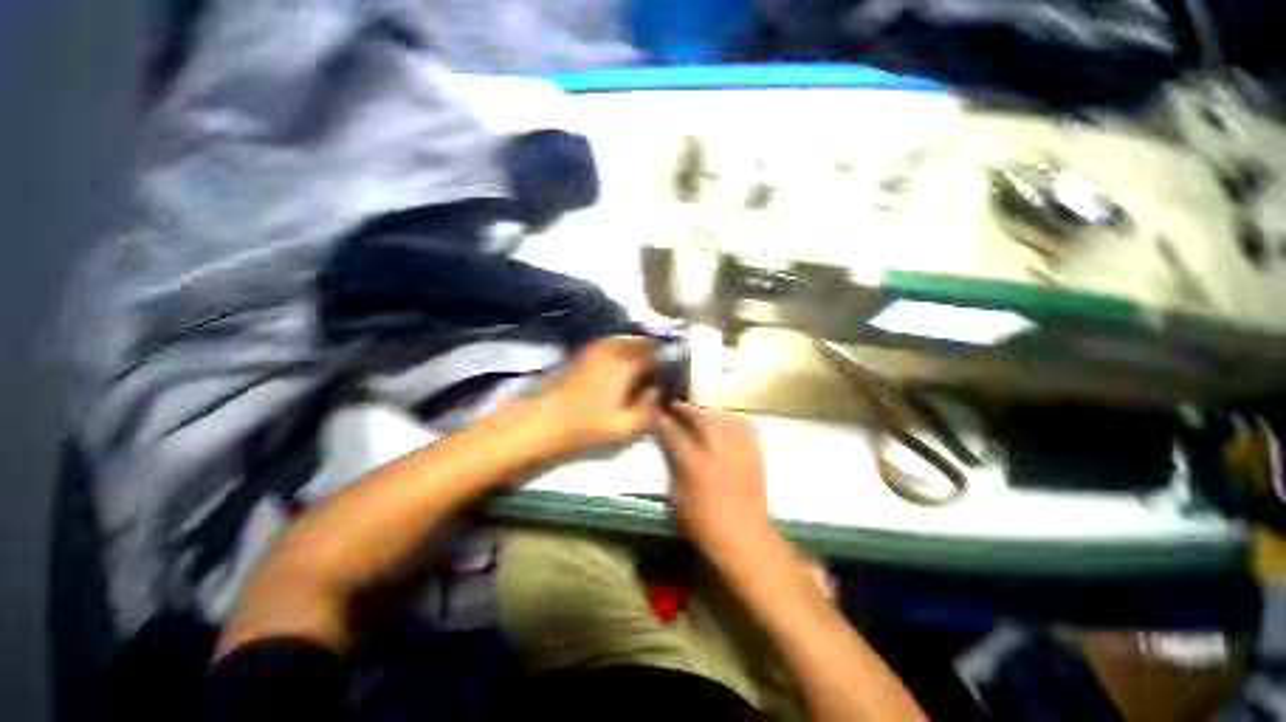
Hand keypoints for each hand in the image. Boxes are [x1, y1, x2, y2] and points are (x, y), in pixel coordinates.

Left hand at [538, 336, 660, 452]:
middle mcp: (614, 347)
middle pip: (645, 341)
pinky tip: (624, 368)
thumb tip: (660, 391)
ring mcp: (598, 346)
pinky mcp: (587, 350)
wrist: (545, 419)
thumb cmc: (587, 424)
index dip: (670, 362)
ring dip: (641, 350)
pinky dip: (625, 350)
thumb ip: (650, 408)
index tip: (675, 375)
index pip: (658, 352)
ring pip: (630, 339)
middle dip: (657, 354)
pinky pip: (615, 342)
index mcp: (626, 362)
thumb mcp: (625, 426)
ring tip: (645, 371)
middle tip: (660, 374)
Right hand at [657, 402, 773, 554]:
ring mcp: (739, 450)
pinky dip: (732, 419)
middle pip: (700, 418)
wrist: (746, 538)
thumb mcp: (677, 498)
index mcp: (695, 464)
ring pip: (722, 417)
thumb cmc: (705, 524)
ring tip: (697, 410)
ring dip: (707, 410)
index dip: (662, 420)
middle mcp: (718, 451)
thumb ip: (673, 467)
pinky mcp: (755, 453)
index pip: (674, 433)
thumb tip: (669, 447)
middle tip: (674, 405)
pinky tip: (724, 419)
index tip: (655, 412)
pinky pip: (744, 426)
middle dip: (685, 408)